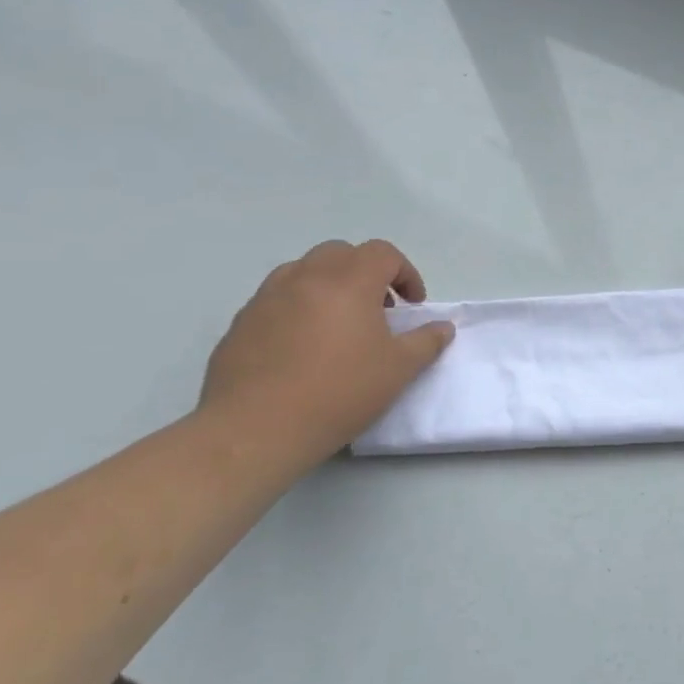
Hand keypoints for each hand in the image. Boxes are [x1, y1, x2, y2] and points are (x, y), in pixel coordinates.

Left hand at [199, 239, 453, 468]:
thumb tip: (442, 327)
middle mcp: (305, 278)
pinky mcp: (241, 322)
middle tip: (377, 309)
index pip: (382, 253)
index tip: (412, 306)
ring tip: (339, 324)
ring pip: (304, 270)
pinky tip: (304, 347)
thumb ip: (426, 341)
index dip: (405, 273)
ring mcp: (267, 298)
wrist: (256, 430)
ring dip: (329, 285)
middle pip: (341, 253)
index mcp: (348, 282)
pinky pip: (277, 298)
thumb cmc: (339, 392)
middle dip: (366, 273)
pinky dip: (298, 307)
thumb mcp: (399, 370)